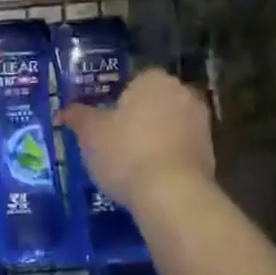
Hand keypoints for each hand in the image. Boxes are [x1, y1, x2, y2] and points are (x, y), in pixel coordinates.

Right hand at [58, 67, 214, 208]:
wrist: (172, 194)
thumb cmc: (126, 152)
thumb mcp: (90, 133)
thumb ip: (77, 116)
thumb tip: (65, 110)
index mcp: (155, 80)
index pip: (134, 80)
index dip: (117, 99)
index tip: (103, 119)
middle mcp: (184, 94)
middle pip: (153, 102)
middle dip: (137, 117)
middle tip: (113, 139)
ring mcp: (201, 124)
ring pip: (168, 125)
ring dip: (153, 138)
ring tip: (129, 162)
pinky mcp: (210, 153)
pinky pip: (179, 148)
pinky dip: (166, 157)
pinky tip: (148, 176)